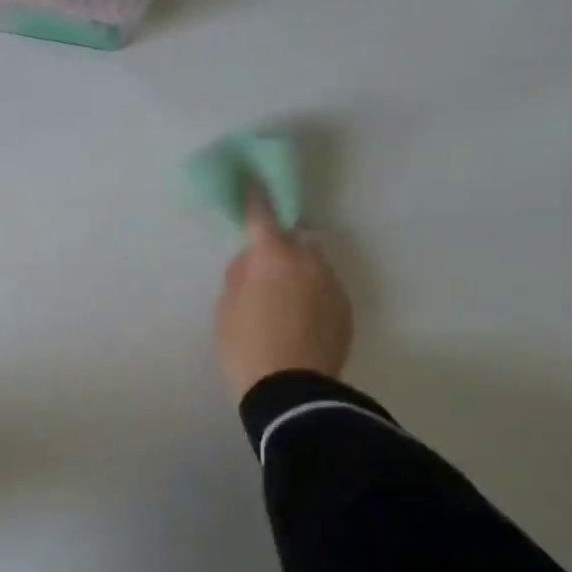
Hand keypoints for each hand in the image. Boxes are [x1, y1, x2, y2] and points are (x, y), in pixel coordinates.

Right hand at [216, 188, 353, 400]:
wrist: (291, 393)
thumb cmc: (246, 347)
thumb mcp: (226, 309)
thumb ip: (239, 277)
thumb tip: (252, 263)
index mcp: (272, 257)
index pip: (262, 214)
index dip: (255, 194)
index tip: (252, 178)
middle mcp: (308, 261)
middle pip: (299, 235)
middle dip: (285, 239)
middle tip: (266, 260)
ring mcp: (332, 285)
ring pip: (315, 262)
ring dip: (299, 267)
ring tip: (283, 296)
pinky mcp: (345, 309)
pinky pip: (325, 288)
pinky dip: (311, 292)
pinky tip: (298, 317)